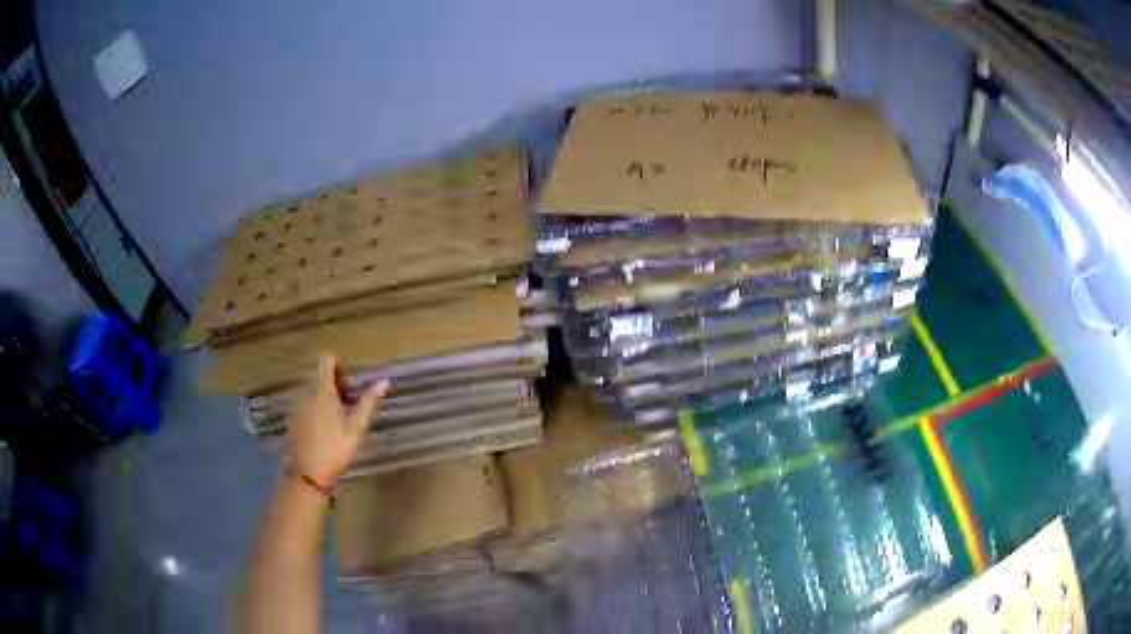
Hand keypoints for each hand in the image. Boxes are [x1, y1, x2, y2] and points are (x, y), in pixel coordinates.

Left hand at [286, 355, 389, 486]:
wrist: (308, 473)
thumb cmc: (335, 449)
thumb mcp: (357, 427)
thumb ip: (368, 402)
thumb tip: (383, 381)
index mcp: (323, 391)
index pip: (327, 360)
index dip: (340, 366)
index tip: (351, 386)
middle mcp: (307, 393)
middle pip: (322, 377)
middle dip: (338, 387)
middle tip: (351, 408)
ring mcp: (299, 407)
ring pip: (316, 393)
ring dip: (329, 400)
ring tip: (341, 423)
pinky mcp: (295, 420)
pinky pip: (309, 406)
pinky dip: (320, 411)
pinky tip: (327, 434)